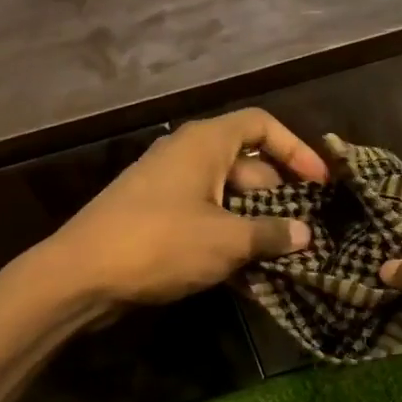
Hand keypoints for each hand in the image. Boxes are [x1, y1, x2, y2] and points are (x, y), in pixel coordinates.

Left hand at [38, 109, 328, 312]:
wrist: (81, 275)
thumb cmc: (160, 243)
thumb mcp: (226, 240)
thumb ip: (271, 234)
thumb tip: (304, 234)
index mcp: (204, 143)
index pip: (261, 125)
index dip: (296, 150)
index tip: (320, 183)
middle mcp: (186, 156)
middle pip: (246, 164)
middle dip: (278, 196)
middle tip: (305, 230)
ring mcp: (168, 187)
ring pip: (226, 197)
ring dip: (255, 224)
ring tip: (284, 256)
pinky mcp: (155, 218)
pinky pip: (204, 219)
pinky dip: (228, 239)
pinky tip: (249, 274)